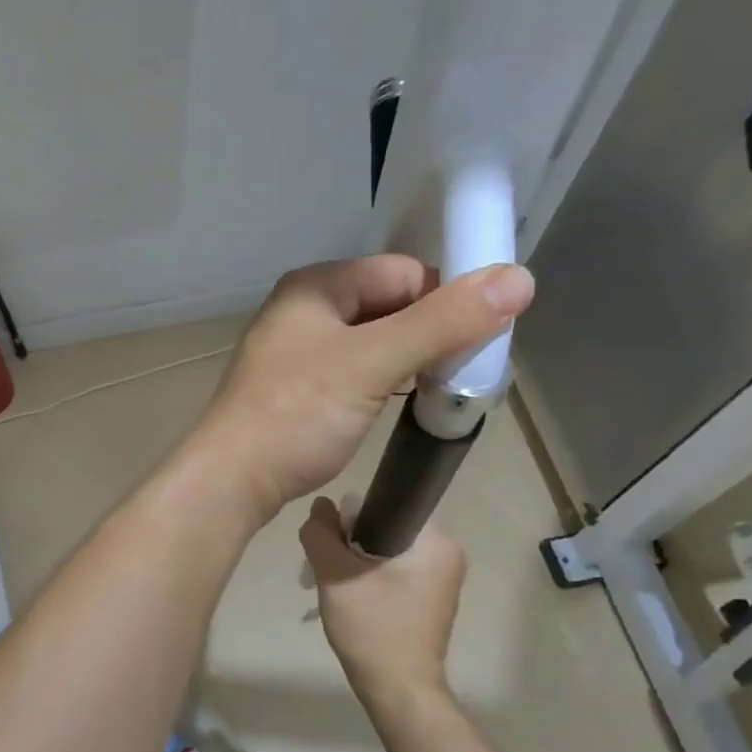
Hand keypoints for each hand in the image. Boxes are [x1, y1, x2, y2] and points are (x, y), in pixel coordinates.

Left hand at [189, 257, 532, 522]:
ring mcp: (297, 352)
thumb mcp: (373, 363)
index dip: (446, 299)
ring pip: (373, 342)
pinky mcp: (297, 389)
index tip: (479, 340)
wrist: (232, 480)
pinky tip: (402, 404)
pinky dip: (383, 382)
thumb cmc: (298, 415)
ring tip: (441, 391)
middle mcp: (303, 310)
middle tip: (465, 372)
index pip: (403, 272)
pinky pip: (355, 371)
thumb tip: (519, 279)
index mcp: (316, 286)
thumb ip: (443, 323)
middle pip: (389, 305)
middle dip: (430, 333)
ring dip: (409, 361)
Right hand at [300, 495, 467, 700]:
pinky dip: (371, 578)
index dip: (351, 518)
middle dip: (352, 543)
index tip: (331, 541)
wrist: (399, 691)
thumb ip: (321, 536)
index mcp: (437, 542)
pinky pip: (395, 573)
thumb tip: (320, 506)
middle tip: (328, 566)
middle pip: (386, 529)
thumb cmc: (374, 629)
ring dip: (358, 562)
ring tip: (337, 584)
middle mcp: (448, 555)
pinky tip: (353, 597)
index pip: (386, 506)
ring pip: (387, 552)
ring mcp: (442, 580)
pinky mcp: (431, 600)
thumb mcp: (336, 577)